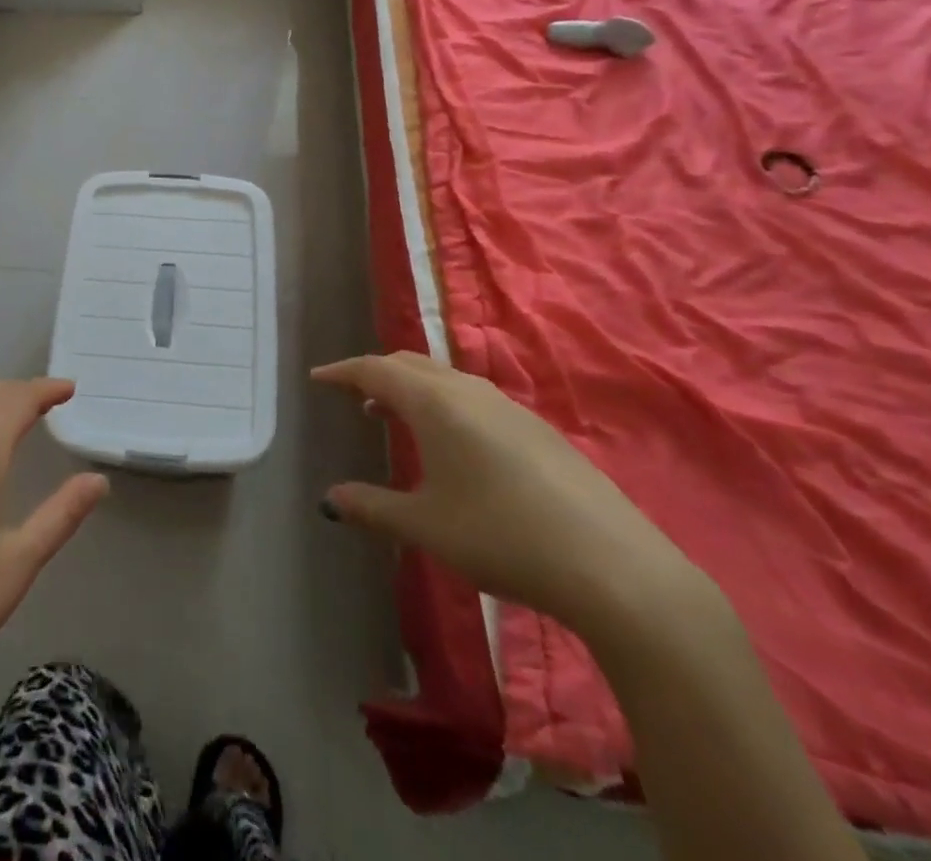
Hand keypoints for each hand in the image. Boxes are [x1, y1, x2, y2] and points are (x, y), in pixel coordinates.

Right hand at [314, 353, 702, 633]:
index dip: (343, 371)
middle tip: (354, 395)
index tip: (318, 378)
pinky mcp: (538, 429)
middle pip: (411, 363)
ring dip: (413, 388)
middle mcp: (469, 391)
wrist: (612, 567)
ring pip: (446, 378)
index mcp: (435, 403)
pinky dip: (445, 403)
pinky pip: (474, 397)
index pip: (376, 369)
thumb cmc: (501, 537)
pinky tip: (453, 444)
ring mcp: (509, 407)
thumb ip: (372, 507)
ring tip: (395, 417)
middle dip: (377, 373)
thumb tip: (330, 499)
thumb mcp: (426, 526)